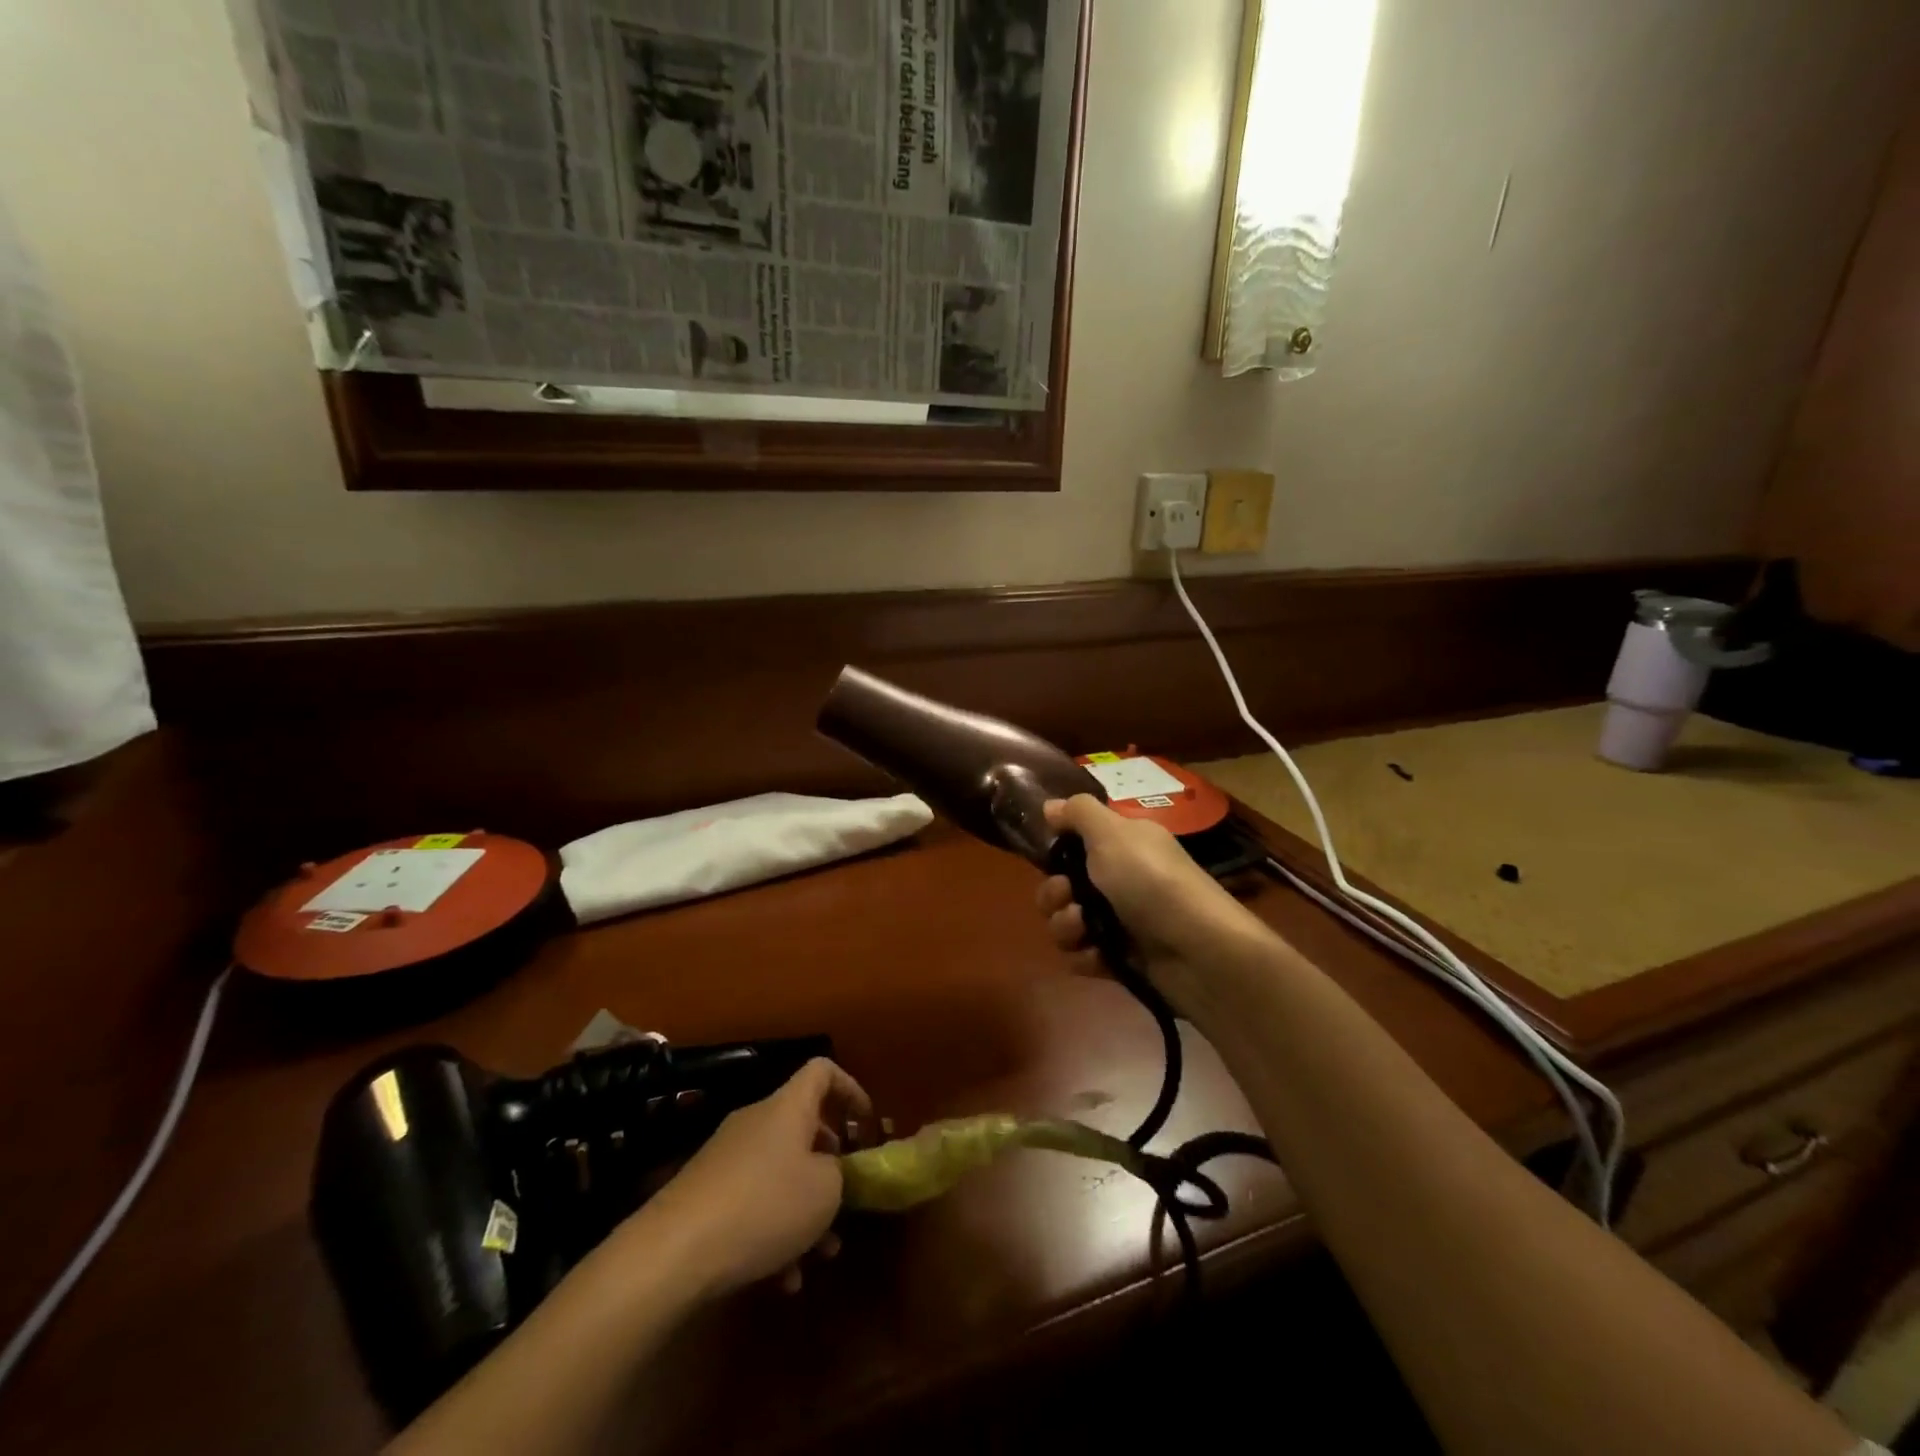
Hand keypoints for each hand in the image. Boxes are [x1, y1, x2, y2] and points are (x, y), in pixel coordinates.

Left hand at [622, 1058, 871, 1300]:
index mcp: (788, 1107)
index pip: (823, 1071)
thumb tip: (834, 1171)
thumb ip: (841, 1174)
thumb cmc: (764, 1206)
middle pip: (804, 1127)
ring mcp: (728, 1158)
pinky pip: (753, 1203)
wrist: (672, 1252)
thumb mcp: (825, 1190)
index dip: (851, 1090)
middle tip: (847, 1199)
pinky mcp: (706, 1195)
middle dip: (830, 1165)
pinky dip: (774, 1233)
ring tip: (821, 1255)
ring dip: (805, 1209)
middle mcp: (757, 1122)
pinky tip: (782, 1280)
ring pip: (781, 1173)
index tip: (866, 1127)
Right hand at [1035, 795, 1268, 1013]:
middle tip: (1067, 895)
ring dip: (1065, 925)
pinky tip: (1097, 955)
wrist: (1198, 951)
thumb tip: (1050, 804)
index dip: (1058, 848)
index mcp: (1123, 844)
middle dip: (1054, 892)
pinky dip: (1085, 956)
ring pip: (1068, 921)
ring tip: (1082, 929)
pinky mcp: (1122, 958)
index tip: (1050, 854)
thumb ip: (1078, 813)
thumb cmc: (1151, 881)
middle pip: (1064, 884)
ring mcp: (1121, 920)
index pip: (1077, 841)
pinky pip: (1084, 955)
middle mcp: (1121, 878)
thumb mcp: (1112, 834)